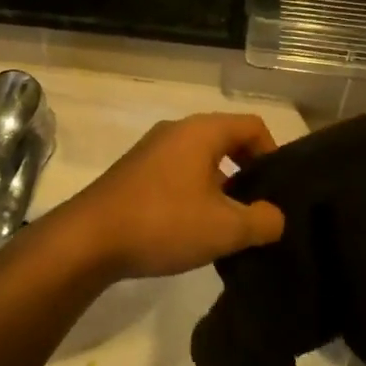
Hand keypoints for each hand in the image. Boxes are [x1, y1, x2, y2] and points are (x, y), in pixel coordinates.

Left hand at [50, 113, 285, 279]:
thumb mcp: (225, 229)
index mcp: (201, 131)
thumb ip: (263, 221)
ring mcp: (150, 151)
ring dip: (220, 188)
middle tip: (258, 210)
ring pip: (200, 160)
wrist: (88, 240)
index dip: (273, 154)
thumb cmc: (163, 223)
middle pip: (226, 141)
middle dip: (247, 173)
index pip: (252, 126)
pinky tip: (192, 229)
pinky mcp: (133, 173)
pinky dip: (193, 194)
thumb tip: (274, 217)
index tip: (276, 191)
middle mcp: (175, 131)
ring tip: (227, 226)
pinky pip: (176, 174)